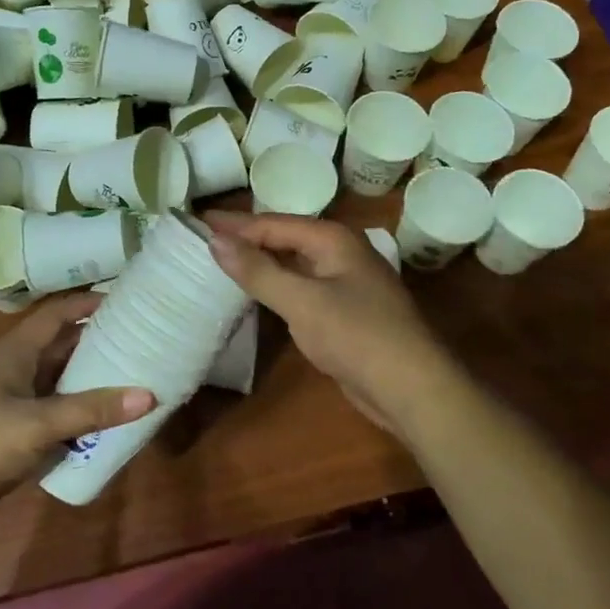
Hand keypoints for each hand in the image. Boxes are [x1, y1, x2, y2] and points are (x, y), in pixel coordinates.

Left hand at [0, 293, 154, 544]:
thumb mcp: (38, 426)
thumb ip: (91, 410)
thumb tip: (148, 395)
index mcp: (14, 352)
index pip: (56, 313)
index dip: (88, 303)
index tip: (128, 302)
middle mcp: (13, 366)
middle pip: (60, 343)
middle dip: (97, 340)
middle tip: (140, 341)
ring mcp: (10, 397)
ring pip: (58, 376)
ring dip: (89, 375)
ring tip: (131, 375)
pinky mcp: (11, 425)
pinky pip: (53, 404)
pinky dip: (77, 405)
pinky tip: (103, 417)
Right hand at [204, 211, 457, 438]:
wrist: (412, 387)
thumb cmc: (356, 336)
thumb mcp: (301, 301)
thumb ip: (257, 270)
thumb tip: (215, 240)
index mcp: (333, 239)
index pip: (272, 223)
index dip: (234, 223)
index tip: (197, 221)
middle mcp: (340, 252)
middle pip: (284, 237)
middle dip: (245, 238)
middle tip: (204, 239)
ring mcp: (345, 282)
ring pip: (293, 263)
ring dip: (260, 261)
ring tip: (221, 261)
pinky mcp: (345, 310)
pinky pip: (302, 287)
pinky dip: (276, 285)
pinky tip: (256, 294)